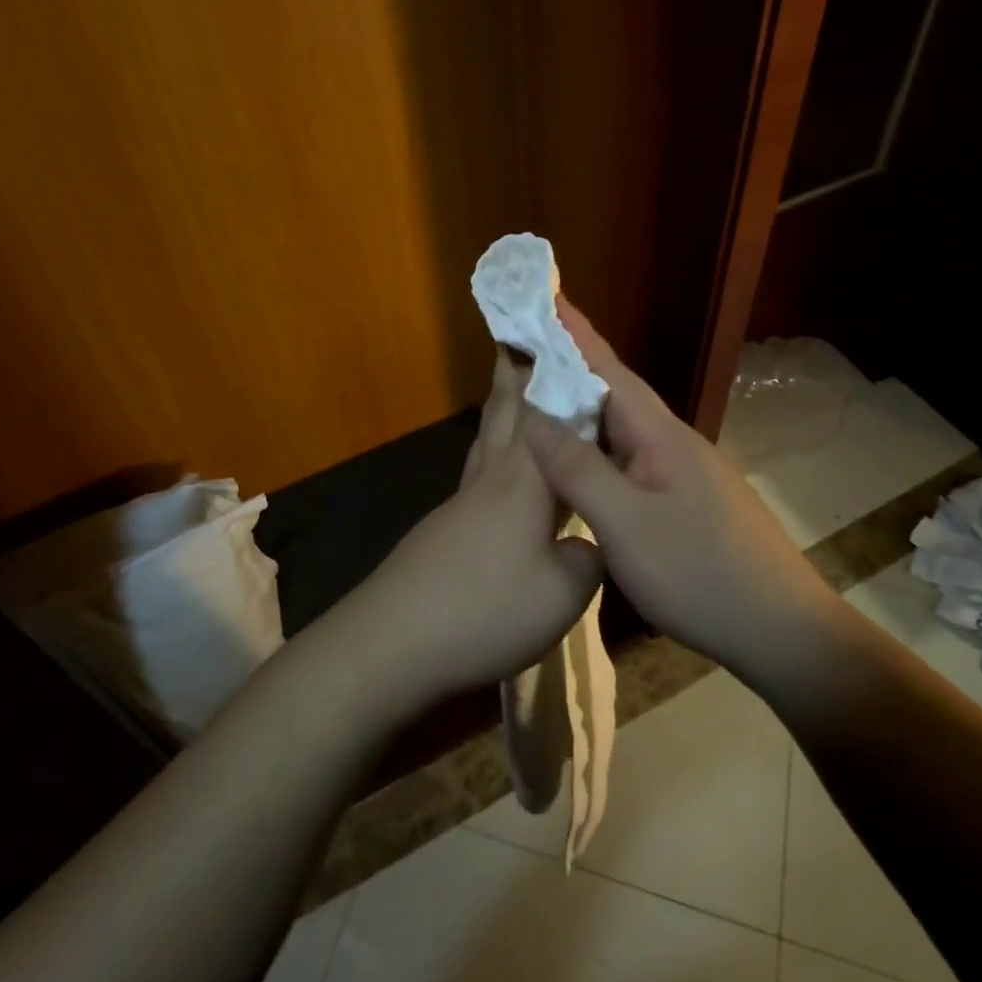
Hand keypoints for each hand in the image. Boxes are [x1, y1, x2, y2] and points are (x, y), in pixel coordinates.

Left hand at [348, 351, 602, 715]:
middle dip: (515, 374)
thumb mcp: (563, 593)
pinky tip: (500, 476)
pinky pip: (478, 475)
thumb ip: (589, 558)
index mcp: (524, 481)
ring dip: (500, 411)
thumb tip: (588, 542)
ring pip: (485, 441)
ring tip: (512, 392)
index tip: (560, 339)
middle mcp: (490, 479)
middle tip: (520, 342)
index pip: (544, 413)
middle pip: (503, 413)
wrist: (392, 642)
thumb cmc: (486, 609)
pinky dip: (494, 455)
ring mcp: (460, 504)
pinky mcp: (443, 531)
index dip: (554, 376)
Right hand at [520, 299, 832, 681]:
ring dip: (582, 410)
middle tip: (526, 347)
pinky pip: (629, 460)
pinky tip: (581, 464)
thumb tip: (534, 414)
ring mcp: (683, 474)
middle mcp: (672, 443)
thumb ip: (579, 469)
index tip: (544, 294)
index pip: (608, 369)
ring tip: (541, 399)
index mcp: (660, 436)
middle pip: (614, 395)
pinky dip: (597, 450)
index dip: (573, 333)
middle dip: (570, 366)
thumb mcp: (627, 525)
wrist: (781, 631)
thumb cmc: (700, 574)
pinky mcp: (685, 502)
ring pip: (621, 430)